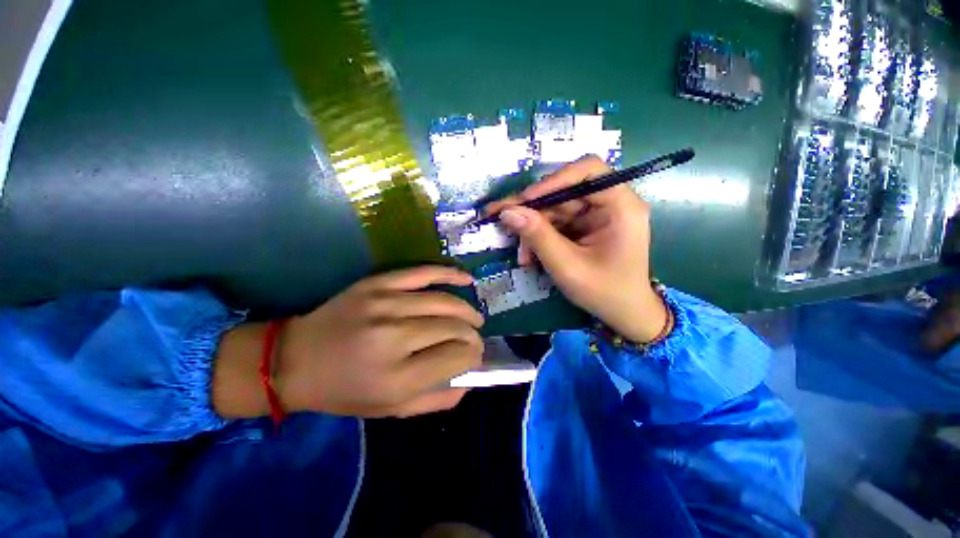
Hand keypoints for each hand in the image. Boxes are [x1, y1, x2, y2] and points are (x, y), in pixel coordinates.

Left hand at [213, 266, 483, 418]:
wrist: (294, 359)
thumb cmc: (344, 391)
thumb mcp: (390, 410)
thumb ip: (436, 399)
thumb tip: (469, 379)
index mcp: (396, 377)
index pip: (455, 358)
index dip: (473, 356)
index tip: (476, 357)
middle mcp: (394, 338)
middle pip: (453, 328)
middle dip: (473, 336)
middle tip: (476, 340)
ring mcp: (386, 304)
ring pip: (444, 302)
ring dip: (466, 311)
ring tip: (475, 319)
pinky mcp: (378, 284)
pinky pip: (424, 273)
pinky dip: (450, 274)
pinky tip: (467, 279)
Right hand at [486, 154, 666, 342]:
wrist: (624, 314)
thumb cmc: (604, 292)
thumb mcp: (567, 266)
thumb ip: (538, 237)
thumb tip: (507, 212)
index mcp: (620, 206)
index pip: (588, 171)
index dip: (554, 180)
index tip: (525, 200)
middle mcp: (609, 203)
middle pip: (564, 191)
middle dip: (533, 210)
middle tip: (503, 220)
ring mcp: (595, 215)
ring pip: (555, 208)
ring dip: (533, 229)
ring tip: (521, 254)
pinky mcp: (584, 226)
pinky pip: (555, 222)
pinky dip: (539, 237)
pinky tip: (529, 255)